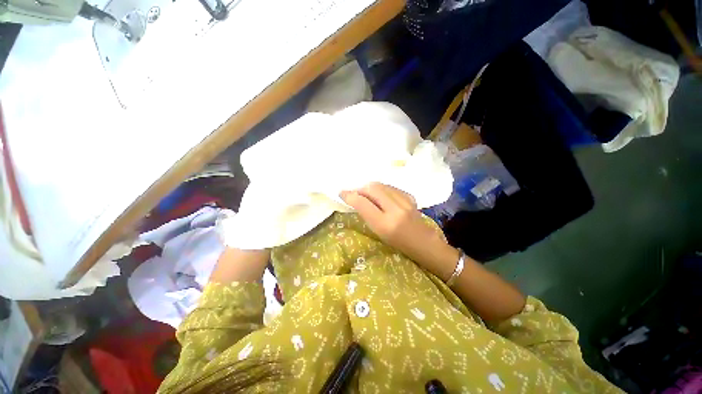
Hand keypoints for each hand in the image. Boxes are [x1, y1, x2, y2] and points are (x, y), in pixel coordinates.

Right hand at [340, 183, 458, 279]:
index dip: (349, 195)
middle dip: (360, 188)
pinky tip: (381, 195)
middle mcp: (395, 210)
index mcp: (385, 224)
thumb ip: (367, 214)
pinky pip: (390, 187)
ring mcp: (405, 201)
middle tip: (355, 193)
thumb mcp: (378, 232)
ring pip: (381, 185)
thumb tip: (355, 198)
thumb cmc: (398, 243)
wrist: (423, 243)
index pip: (362, 203)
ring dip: (370, 187)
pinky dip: (382, 188)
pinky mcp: (410, 197)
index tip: (342, 192)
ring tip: (366, 194)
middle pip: (372, 188)